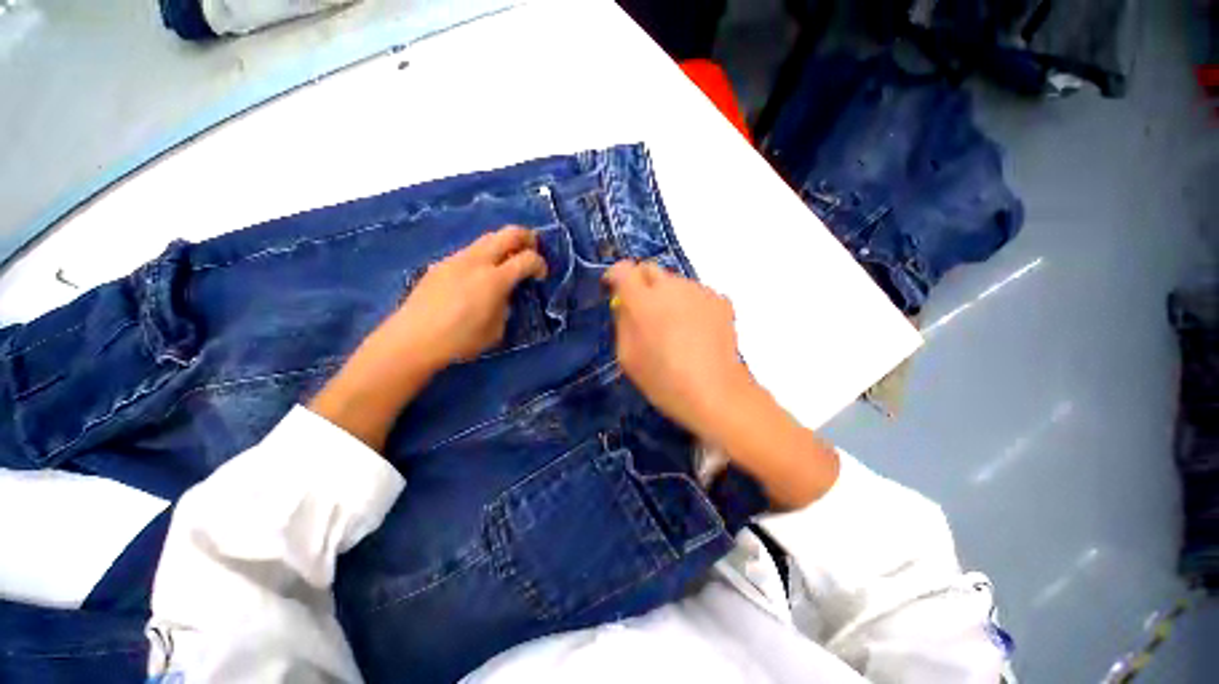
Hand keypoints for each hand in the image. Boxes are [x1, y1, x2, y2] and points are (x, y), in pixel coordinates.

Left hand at [310, 226, 545, 449]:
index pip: (527, 258)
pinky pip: (470, 251)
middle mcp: (477, 261)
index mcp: (495, 279)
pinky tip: (479, 275)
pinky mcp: (441, 264)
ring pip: (487, 238)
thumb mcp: (496, 329)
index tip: (541, 275)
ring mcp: (457, 259)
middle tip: (532, 250)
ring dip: (503, 245)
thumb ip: (506, 305)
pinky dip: (484, 255)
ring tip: (507, 262)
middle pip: (508, 233)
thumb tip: (505, 294)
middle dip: (526, 237)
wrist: (413, 339)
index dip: (540, 264)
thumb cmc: (460, 340)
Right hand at [603, 261, 838, 508]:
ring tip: (674, 327)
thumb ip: (622, 322)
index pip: (624, 270)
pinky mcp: (720, 299)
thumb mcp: (627, 356)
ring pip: (674, 283)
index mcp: (643, 301)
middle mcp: (671, 287)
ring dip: (668, 296)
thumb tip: (624, 303)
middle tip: (645, 312)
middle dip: (642, 284)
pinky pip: (696, 294)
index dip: (616, 276)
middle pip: (650, 270)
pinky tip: (696, 331)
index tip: (614, 289)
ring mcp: (699, 291)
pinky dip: (690, 304)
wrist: (715, 392)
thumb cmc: (663, 380)